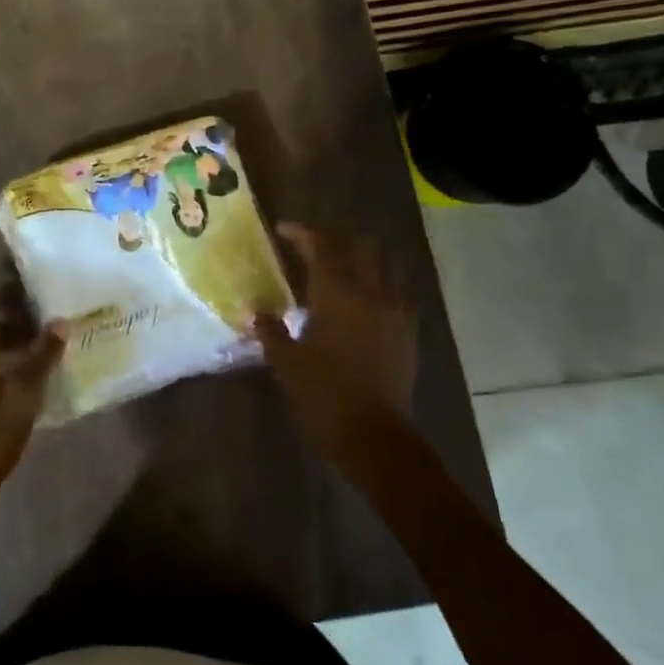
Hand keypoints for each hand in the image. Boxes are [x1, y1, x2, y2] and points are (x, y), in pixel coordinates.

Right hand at [253, 224, 419, 458]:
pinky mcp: (408, 330)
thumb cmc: (323, 394)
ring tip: (342, 265)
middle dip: (337, 238)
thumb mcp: (286, 362)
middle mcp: (370, 292)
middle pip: (360, 246)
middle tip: (314, 245)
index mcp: (337, 294)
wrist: (374, 434)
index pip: (321, 246)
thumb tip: (255, 311)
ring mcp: (395, 310)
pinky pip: (398, 290)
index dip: (301, 233)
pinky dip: (381, 282)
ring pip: (385, 264)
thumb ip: (270, 330)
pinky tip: (366, 297)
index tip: (282, 230)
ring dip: (364, 256)